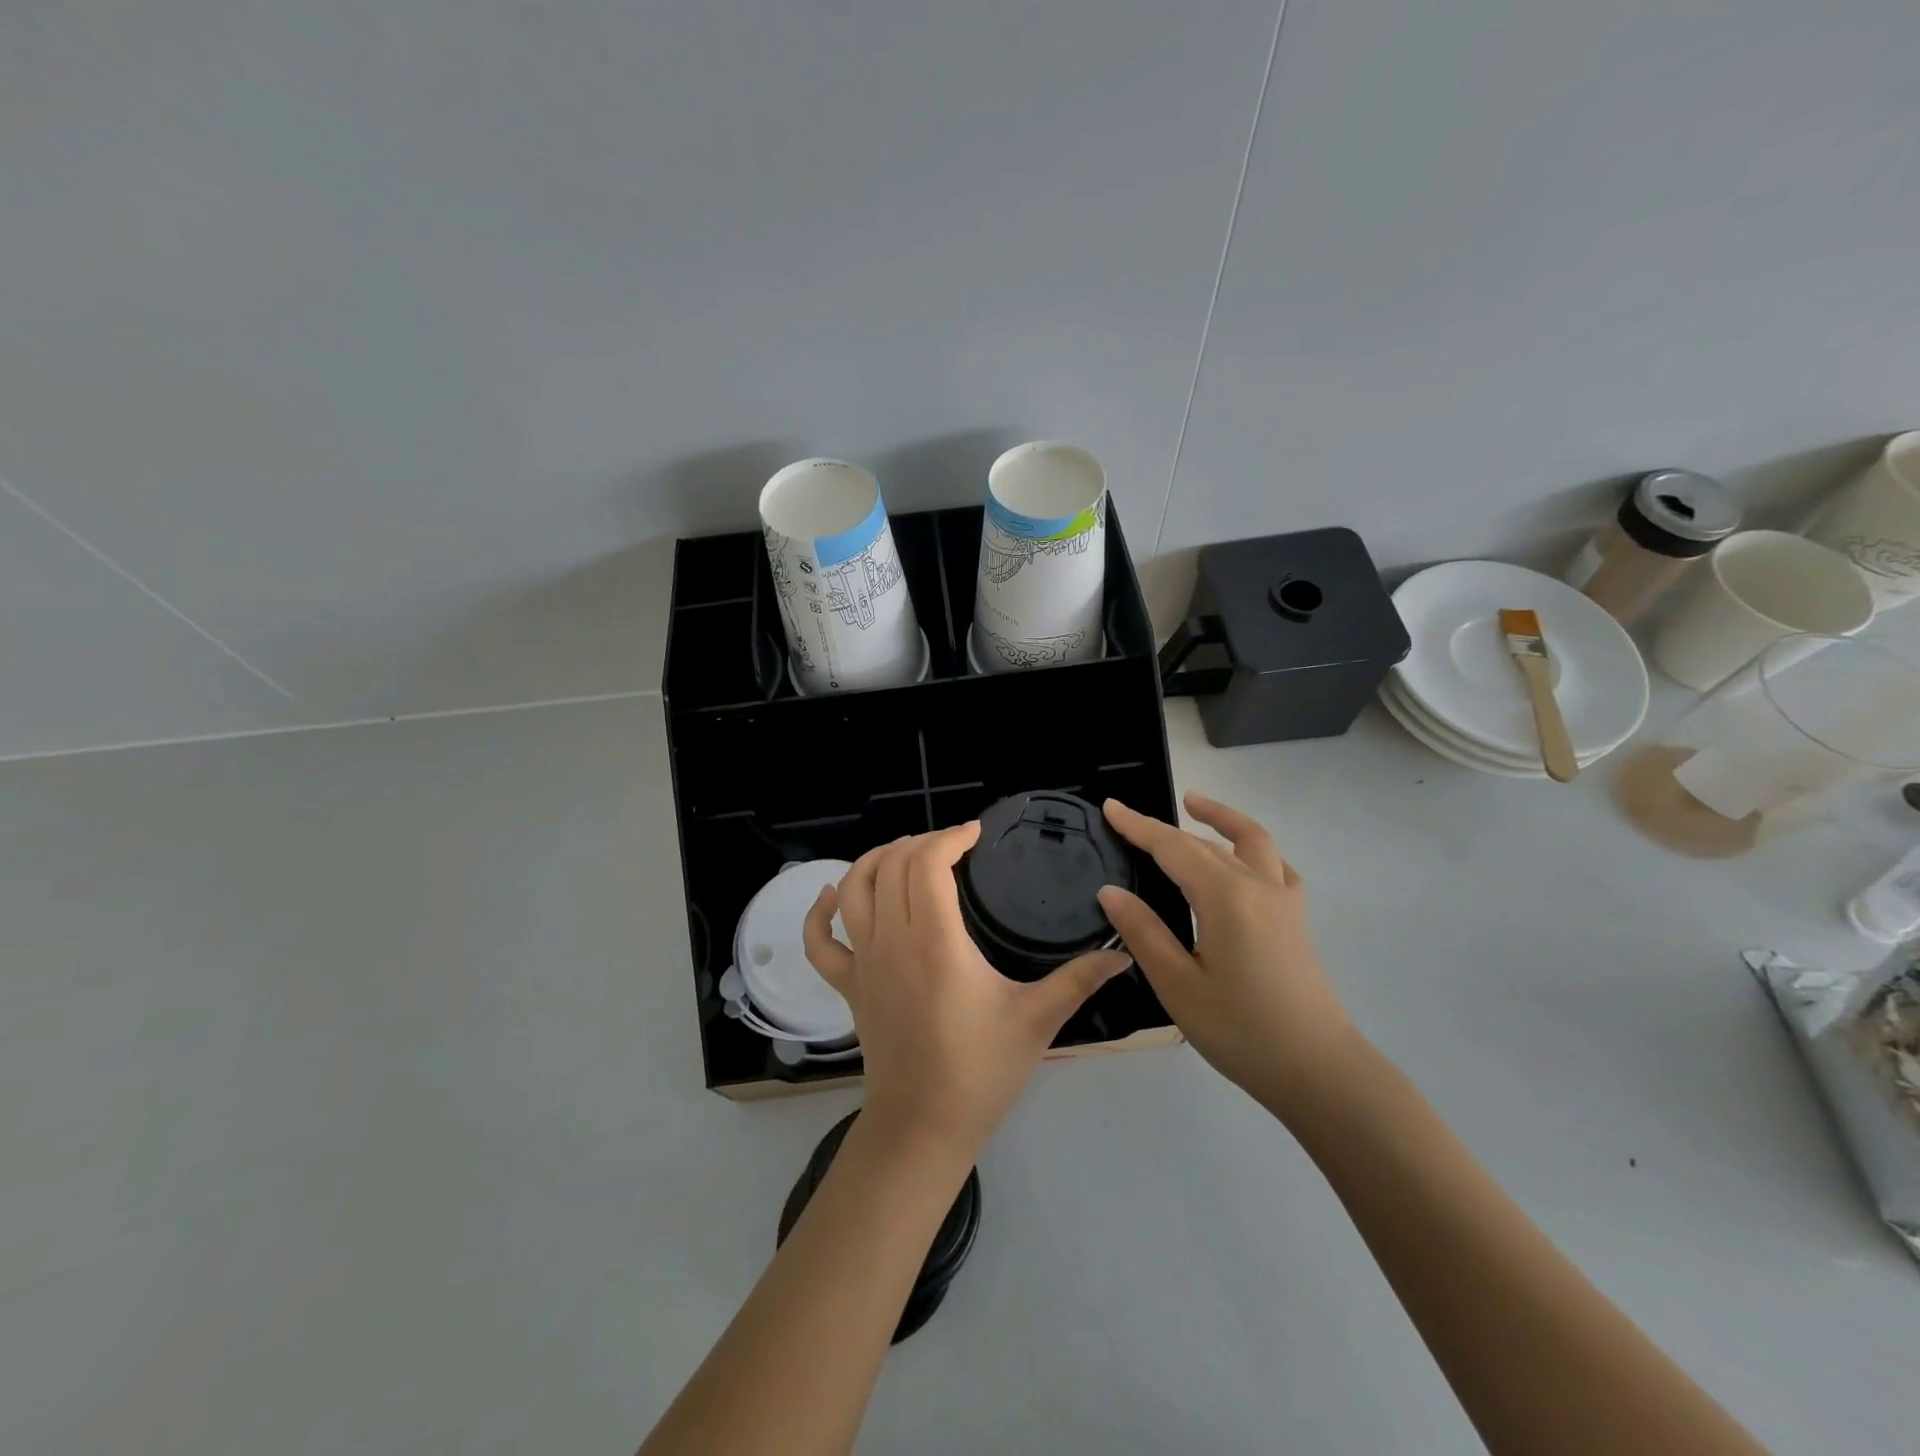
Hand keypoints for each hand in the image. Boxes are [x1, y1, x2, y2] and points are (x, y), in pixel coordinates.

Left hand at [803, 823, 1130, 1156]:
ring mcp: (863, 962)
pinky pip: (820, 942)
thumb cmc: (980, 1072)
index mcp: (936, 943)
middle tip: (952, 845)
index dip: (949, 837)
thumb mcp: (1036, 1021)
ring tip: (904, 853)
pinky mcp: (848, 985)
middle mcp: (892, 941)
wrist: (922, 1128)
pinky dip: (820, 913)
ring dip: (874, 860)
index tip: (975, 834)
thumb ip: (1078, 980)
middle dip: (920, 842)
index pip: (927, 865)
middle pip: (891, 865)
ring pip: (853, 889)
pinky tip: (833, 895)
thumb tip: (1123, 954)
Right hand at [1097, 792, 1358, 1119]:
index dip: (1138, 826)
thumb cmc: (1241, 1031)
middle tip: (1128, 820)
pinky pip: (1278, 867)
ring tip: (1194, 805)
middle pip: (1204, 842)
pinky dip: (1256, 850)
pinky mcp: (1297, 920)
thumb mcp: (1178, 985)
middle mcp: (1258, 886)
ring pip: (1252, 841)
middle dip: (1164, 828)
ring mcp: (1284, 901)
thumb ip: (1143, 932)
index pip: (1173, 848)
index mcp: (1225, 897)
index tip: (1110, 806)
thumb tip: (1110, 892)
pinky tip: (1244, 859)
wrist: (1319, 1072)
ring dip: (1221, 818)